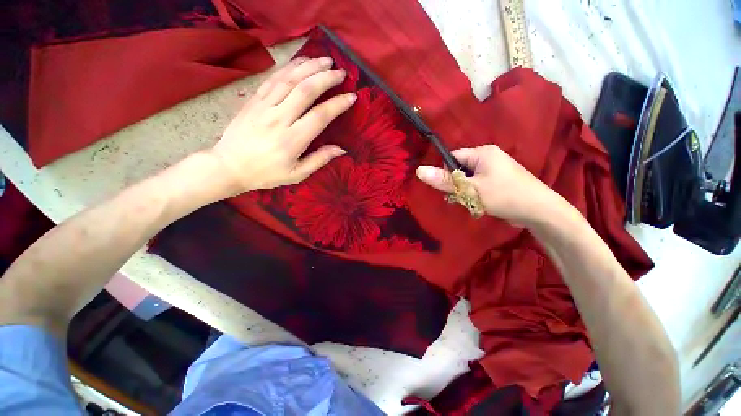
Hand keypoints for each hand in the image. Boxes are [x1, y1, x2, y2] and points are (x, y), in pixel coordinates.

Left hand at [209, 57, 356, 195]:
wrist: (229, 166)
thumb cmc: (266, 174)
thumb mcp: (297, 174)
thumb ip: (319, 160)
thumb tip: (341, 149)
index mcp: (292, 140)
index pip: (320, 116)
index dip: (338, 104)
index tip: (351, 96)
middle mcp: (279, 119)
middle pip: (305, 91)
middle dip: (326, 78)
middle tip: (341, 72)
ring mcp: (264, 107)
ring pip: (289, 80)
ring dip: (309, 67)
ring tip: (325, 60)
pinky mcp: (253, 100)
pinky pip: (273, 79)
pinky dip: (288, 67)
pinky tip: (300, 62)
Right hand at [416, 145, 565, 224]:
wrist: (540, 211)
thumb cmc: (504, 195)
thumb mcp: (470, 189)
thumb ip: (445, 180)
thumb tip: (419, 170)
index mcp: (482, 152)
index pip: (453, 157)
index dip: (446, 172)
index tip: (448, 188)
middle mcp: (489, 157)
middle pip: (460, 168)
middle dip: (456, 184)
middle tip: (461, 198)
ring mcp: (495, 169)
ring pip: (468, 178)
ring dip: (465, 191)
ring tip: (470, 202)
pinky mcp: (499, 180)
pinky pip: (478, 183)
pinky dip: (474, 193)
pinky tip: (478, 203)